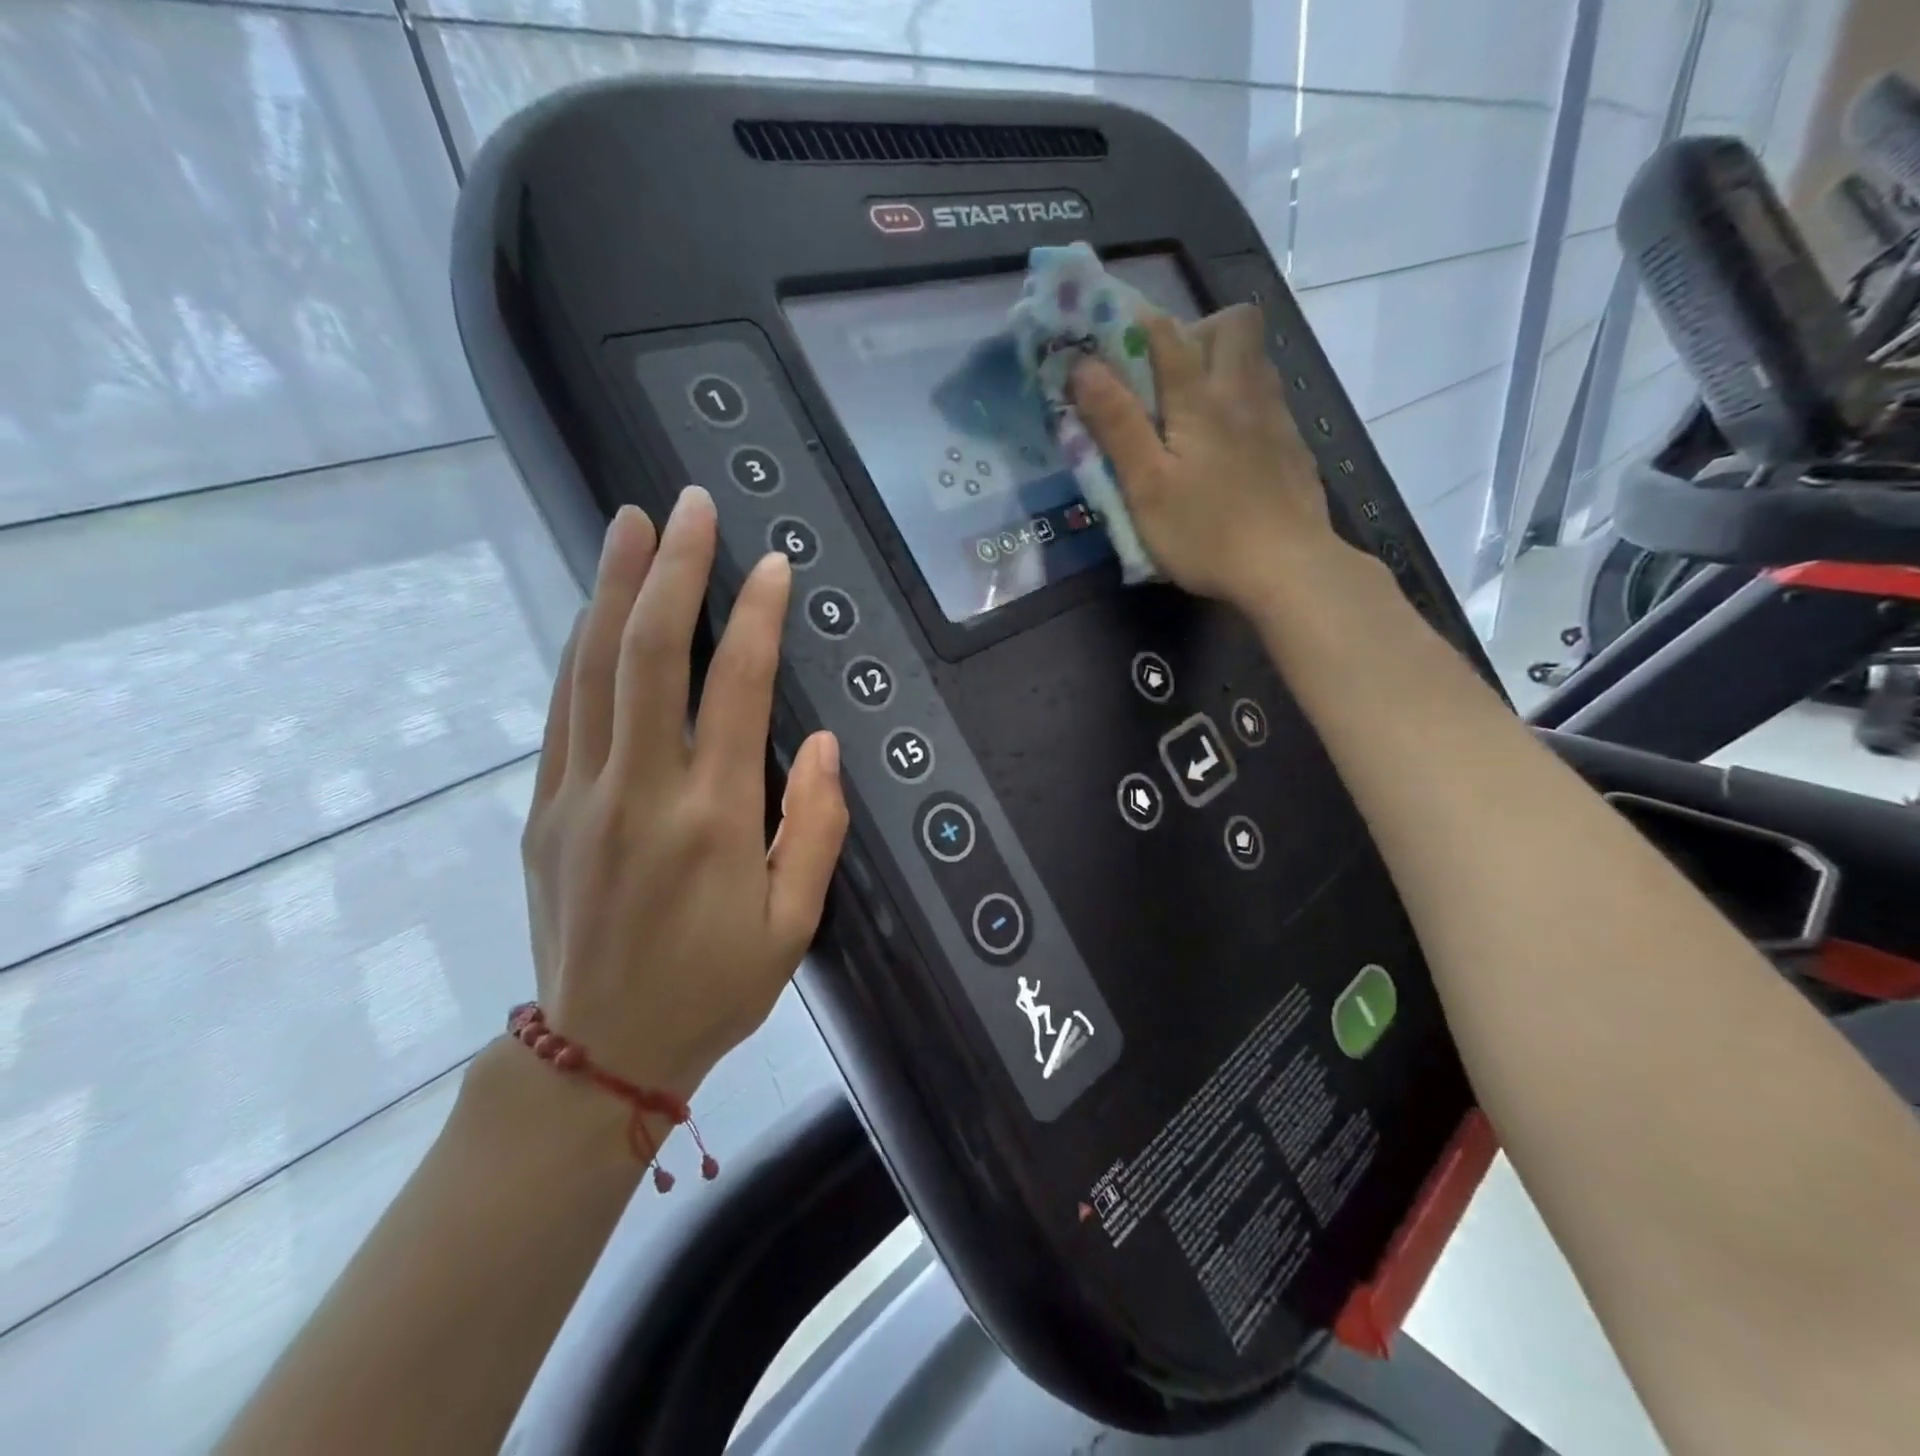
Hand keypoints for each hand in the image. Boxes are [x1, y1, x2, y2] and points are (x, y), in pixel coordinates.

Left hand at [519, 489, 847, 1098]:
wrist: (600, 1050)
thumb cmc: (714, 988)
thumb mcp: (794, 923)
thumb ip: (814, 827)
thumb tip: (822, 743)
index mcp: (712, 820)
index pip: (736, 691)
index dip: (757, 618)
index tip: (773, 565)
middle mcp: (639, 792)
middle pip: (649, 656)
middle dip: (674, 570)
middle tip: (691, 506)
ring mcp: (579, 796)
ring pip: (592, 669)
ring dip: (615, 588)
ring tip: (633, 523)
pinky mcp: (545, 809)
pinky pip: (564, 710)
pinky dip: (582, 649)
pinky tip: (596, 610)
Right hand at [1068, 304, 1355, 611]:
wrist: (1288, 569)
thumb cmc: (1205, 532)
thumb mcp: (1146, 486)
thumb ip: (1117, 424)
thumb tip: (1082, 366)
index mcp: (1200, 400)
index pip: (1166, 334)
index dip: (1133, 324)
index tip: (1107, 338)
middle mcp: (1243, 393)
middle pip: (1233, 324)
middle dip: (1196, 332)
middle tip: (1165, 377)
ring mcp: (1277, 419)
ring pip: (1256, 361)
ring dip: (1224, 365)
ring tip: (1194, 410)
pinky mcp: (1293, 448)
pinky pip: (1269, 400)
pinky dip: (1244, 404)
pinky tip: (1229, 448)